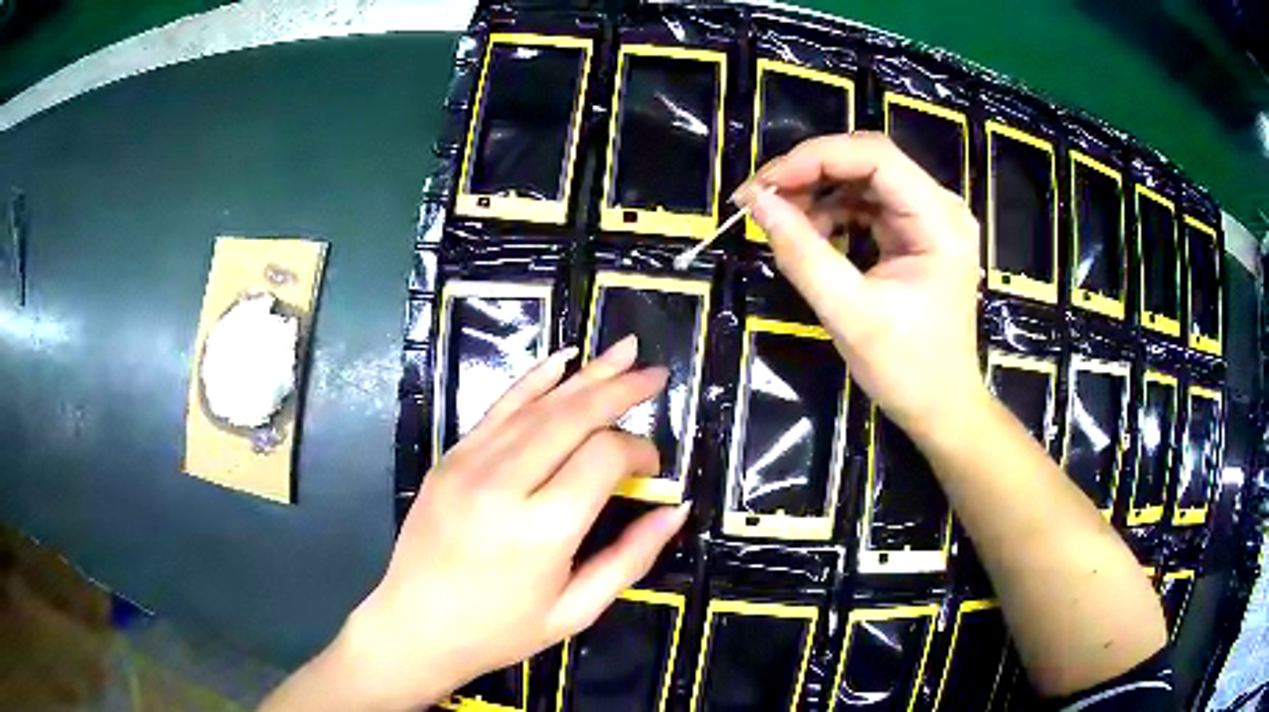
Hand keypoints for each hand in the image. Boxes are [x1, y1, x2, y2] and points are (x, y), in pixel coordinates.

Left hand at [270, 336, 689, 711]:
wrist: (415, 627)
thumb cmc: (500, 630)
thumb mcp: (576, 611)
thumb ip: (631, 558)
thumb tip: (675, 509)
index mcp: (541, 530)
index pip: (603, 457)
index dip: (639, 451)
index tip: (652, 469)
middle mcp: (504, 485)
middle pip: (572, 416)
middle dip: (620, 389)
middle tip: (655, 373)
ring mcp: (469, 465)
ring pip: (538, 405)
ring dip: (585, 376)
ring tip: (623, 351)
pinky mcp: (449, 459)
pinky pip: (498, 409)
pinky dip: (533, 380)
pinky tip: (562, 360)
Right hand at [737, 132, 985, 438]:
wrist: (942, 408)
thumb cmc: (907, 370)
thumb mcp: (850, 314)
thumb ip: (802, 253)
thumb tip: (755, 202)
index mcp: (939, 221)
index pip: (874, 157)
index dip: (814, 158)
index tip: (763, 185)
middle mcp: (940, 207)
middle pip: (868, 160)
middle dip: (811, 172)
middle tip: (762, 199)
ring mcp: (930, 219)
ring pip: (864, 178)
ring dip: (818, 191)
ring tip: (781, 220)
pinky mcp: (917, 233)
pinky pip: (868, 204)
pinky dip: (833, 212)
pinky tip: (811, 235)